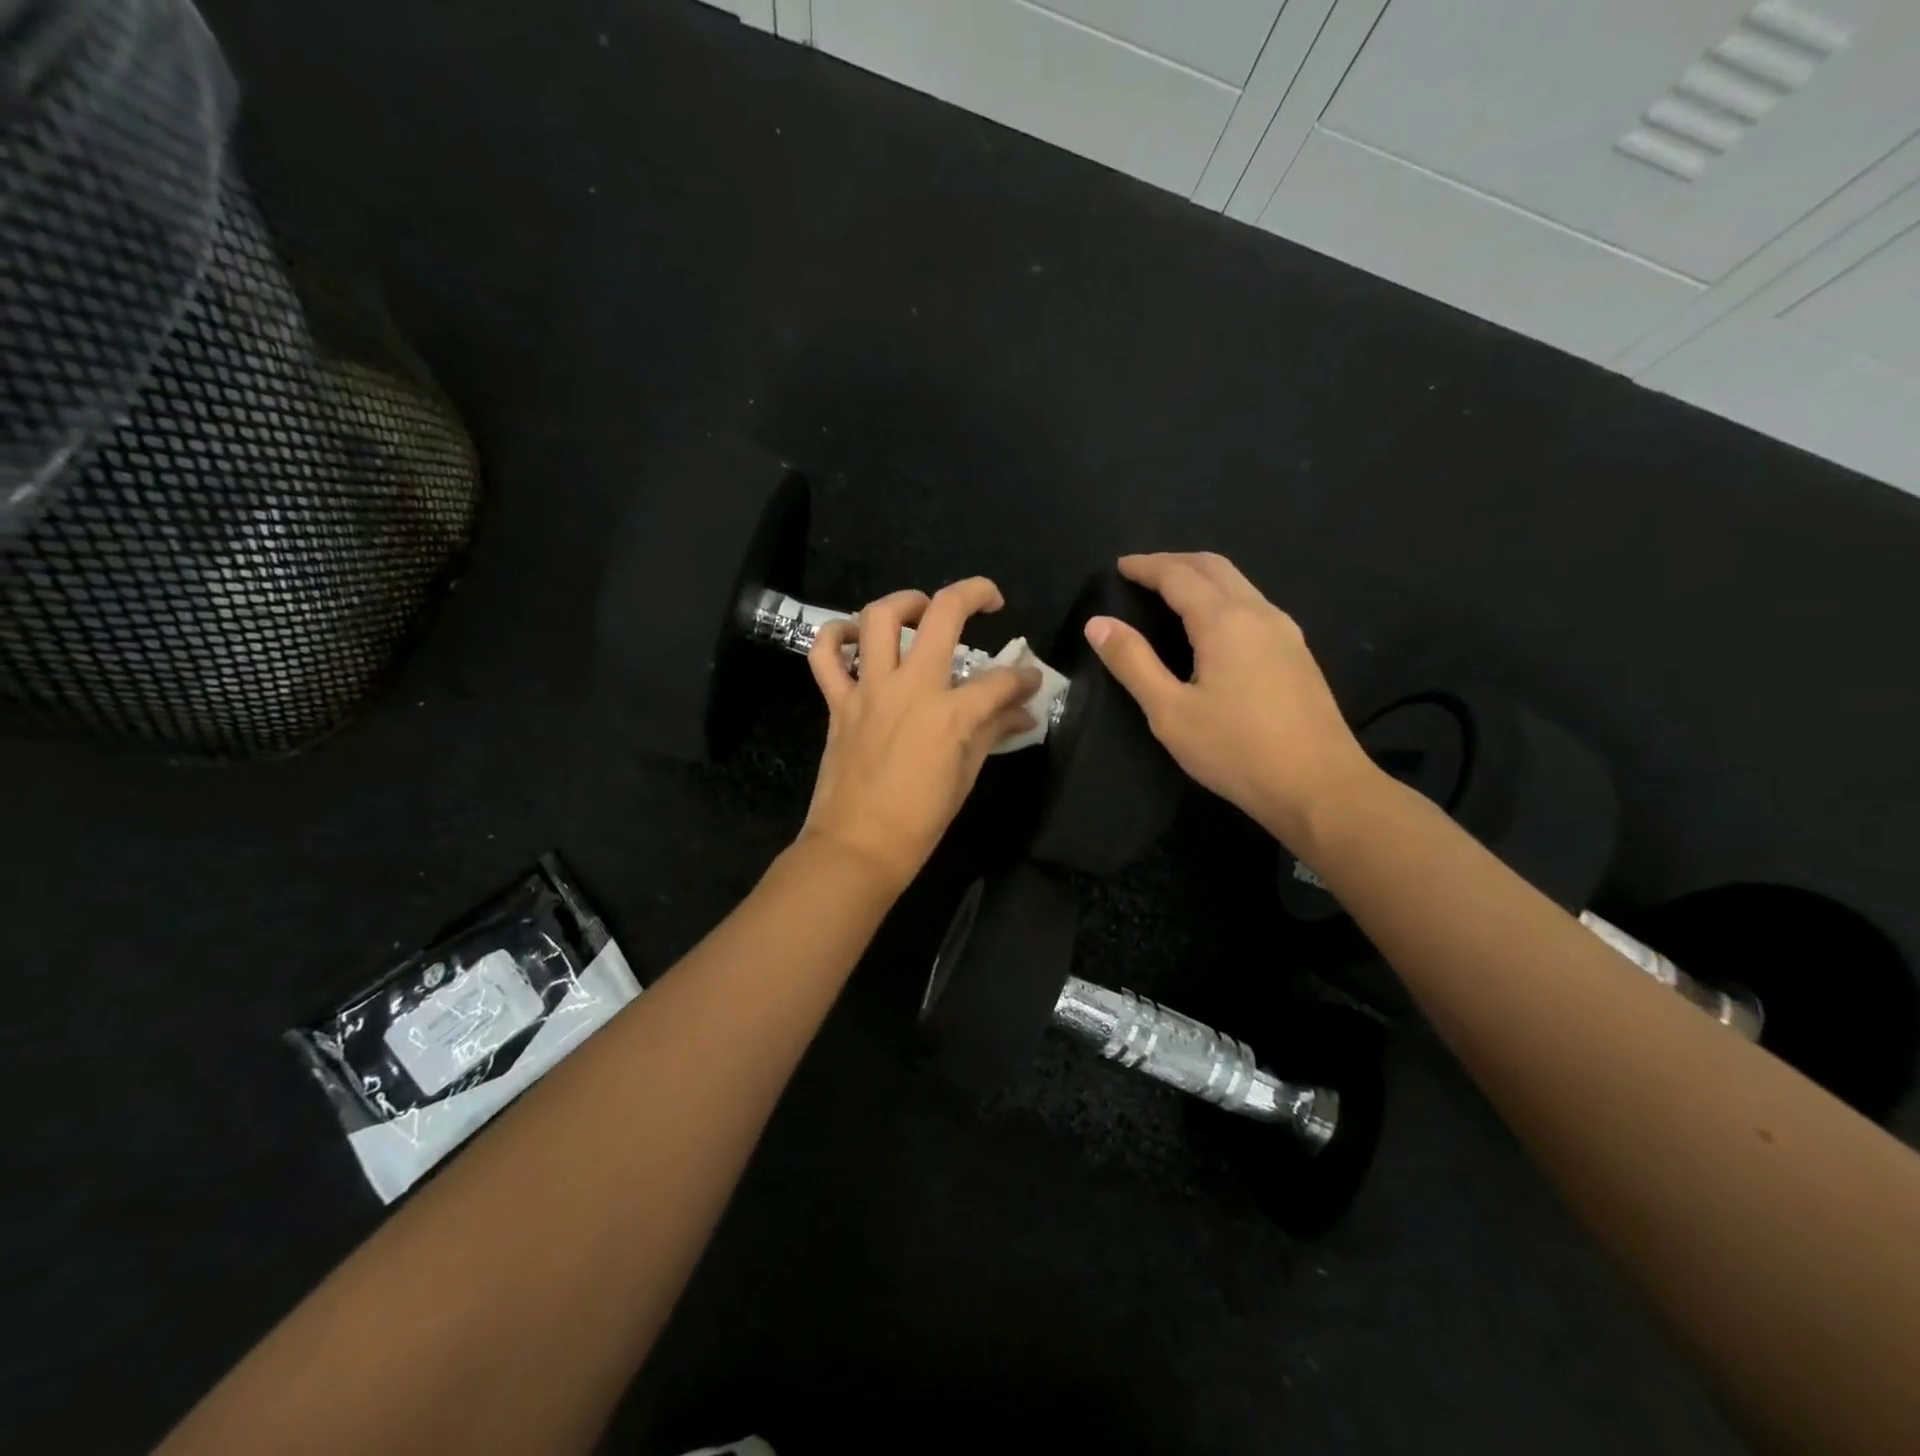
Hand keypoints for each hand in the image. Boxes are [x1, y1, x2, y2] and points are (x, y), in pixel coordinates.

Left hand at [800, 578, 1039, 895]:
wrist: (858, 845)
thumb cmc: (920, 819)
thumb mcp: (966, 775)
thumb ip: (993, 732)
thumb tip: (1023, 713)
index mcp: (951, 713)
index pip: (1000, 680)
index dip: (1023, 678)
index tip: (1029, 682)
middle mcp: (911, 687)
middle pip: (944, 616)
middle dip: (973, 594)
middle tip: (987, 599)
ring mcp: (870, 689)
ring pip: (879, 618)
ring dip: (904, 601)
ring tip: (920, 607)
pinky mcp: (838, 701)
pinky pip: (825, 655)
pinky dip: (834, 637)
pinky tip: (853, 636)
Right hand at [1083, 552, 1374, 846]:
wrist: (1319, 786)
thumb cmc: (1236, 750)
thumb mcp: (1170, 712)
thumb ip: (1133, 663)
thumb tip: (1097, 623)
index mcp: (1225, 621)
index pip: (1178, 575)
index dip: (1146, 566)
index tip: (1119, 566)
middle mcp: (1259, 613)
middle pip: (1214, 567)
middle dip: (1175, 562)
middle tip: (1142, 572)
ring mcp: (1285, 632)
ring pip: (1239, 584)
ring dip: (1202, 577)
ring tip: (1171, 591)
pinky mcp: (1297, 653)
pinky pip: (1253, 605)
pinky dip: (1222, 597)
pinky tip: (1212, 624)